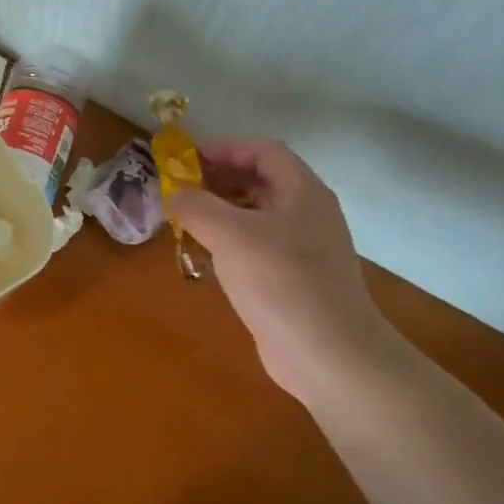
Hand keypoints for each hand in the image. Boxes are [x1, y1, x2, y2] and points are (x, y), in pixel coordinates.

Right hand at [170, 140, 396, 391]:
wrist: (328, 354)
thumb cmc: (281, 282)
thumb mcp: (230, 235)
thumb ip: (196, 205)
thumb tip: (176, 193)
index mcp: (302, 192)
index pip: (263, 151)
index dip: (223, 149)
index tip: (185, 160)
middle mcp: (307, 213)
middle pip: (260, 180)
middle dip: (218, 180)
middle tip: (180, 190)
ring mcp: (304, 248)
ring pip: (257, 215)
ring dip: (220, 212)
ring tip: (186, 221)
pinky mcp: (294, 279)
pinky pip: (257, 246)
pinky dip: (229, 242)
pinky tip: (206, 257)